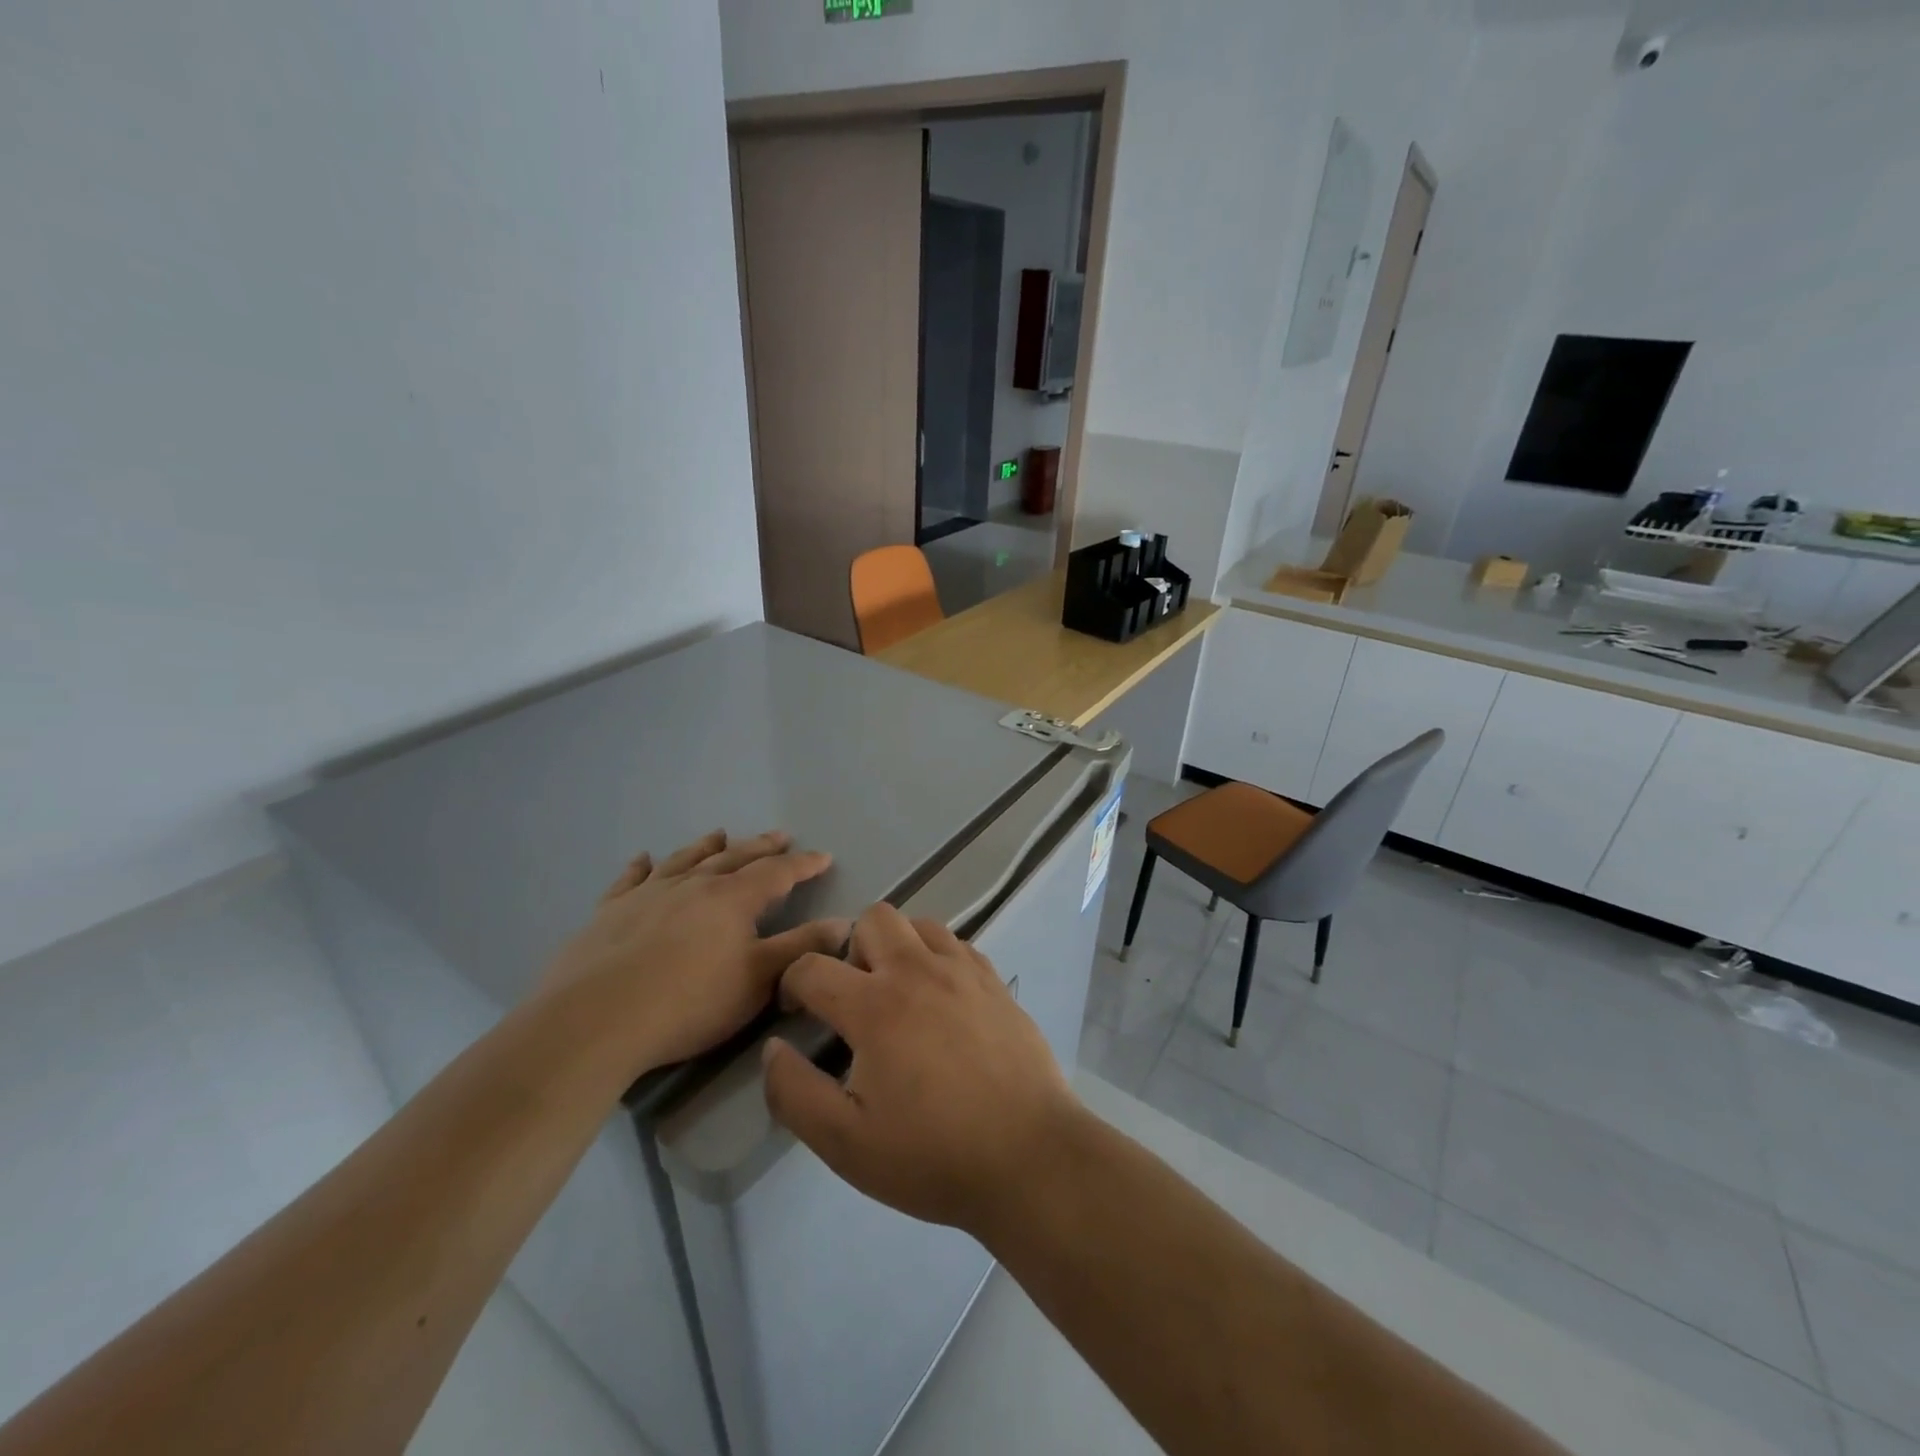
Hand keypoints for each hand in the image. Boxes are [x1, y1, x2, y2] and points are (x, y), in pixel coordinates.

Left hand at [535, 830, 845, 1080]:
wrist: (595, 1020)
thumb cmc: (689, 1002)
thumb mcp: (758, 980)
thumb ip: (801, 949)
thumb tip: (844, 922)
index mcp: (732, 899)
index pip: (778, 873)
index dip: (803, 864)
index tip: (824, 856)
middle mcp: (693, 885)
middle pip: (734, 857)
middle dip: (761, 847)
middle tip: (780, 835)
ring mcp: (648, 895)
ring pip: (685, 860)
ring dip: (707, 846)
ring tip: (720, 833)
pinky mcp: (609, 912)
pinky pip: (630, 879)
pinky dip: (641, 866)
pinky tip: (643, 858)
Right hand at [761, 903, 1081, 1236]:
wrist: (1029, 1155)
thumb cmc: (933, 1155)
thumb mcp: (845, 1143)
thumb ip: (795, 1093)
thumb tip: (774, 1048)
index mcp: (875, 1006)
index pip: (813, 966)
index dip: (791, 984)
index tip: (796, 1012)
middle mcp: (918, 971)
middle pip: (872, 918)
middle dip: (849, 948)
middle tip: (854, 998)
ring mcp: (962, 971)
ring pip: (918, 923)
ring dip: (897, 946)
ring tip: (898, 994)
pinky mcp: (994, 981)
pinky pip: (956, 944)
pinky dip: (936, 957)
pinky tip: (940, 1000)